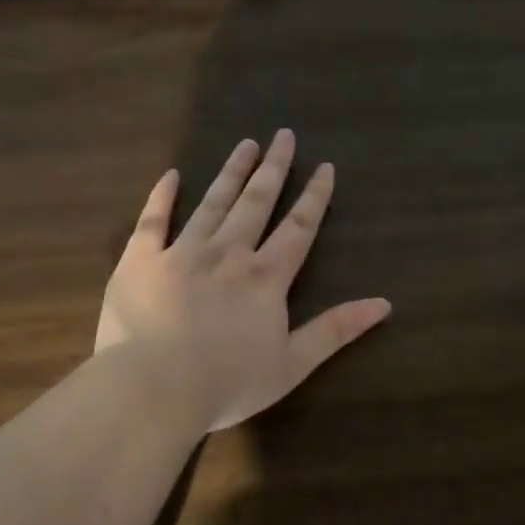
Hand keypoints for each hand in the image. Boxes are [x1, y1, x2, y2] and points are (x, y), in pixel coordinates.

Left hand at [95, 130, 391, 432]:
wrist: (154, 389)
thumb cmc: (228, 383)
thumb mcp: (293, 364)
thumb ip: (336, 330)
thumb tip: (384, 303)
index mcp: (265, 277)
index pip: (298, 228)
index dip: (314, 197)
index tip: (325, 167)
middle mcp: (227, 253)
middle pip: (256, 203)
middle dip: (274, 168)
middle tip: (284, 135)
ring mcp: (181, 252)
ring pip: (212, 202)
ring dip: (231, 172)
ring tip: (246, 144)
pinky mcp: (140, 260)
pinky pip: (151, 221)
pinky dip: (162, 196)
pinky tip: (172, 174)